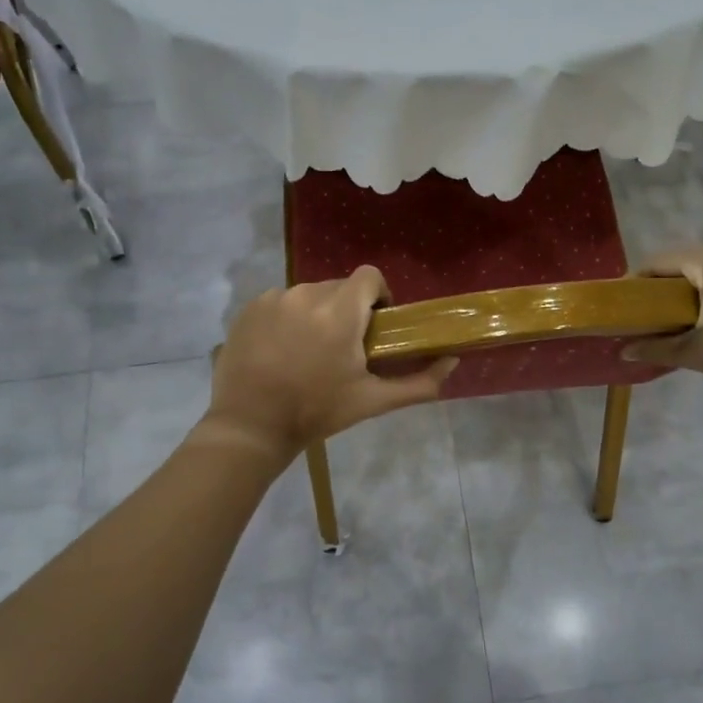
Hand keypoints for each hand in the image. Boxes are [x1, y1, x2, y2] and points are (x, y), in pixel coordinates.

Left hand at [200, 266, 456, 460]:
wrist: (251, 427)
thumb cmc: (317, 412)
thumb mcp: (373, 401)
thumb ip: (419, 382)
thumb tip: (452, 361)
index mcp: (340, 311)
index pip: (370, 276)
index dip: (379, 295)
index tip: (376, 324)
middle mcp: (306, 294)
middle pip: (340, 287)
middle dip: (348, 310)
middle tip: (345, 347)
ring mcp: (274, 298)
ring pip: (309, 294)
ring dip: (317, 314)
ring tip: (310, 351)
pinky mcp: (250, 308)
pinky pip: (281, 302)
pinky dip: (288, 319)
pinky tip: (282, 351)